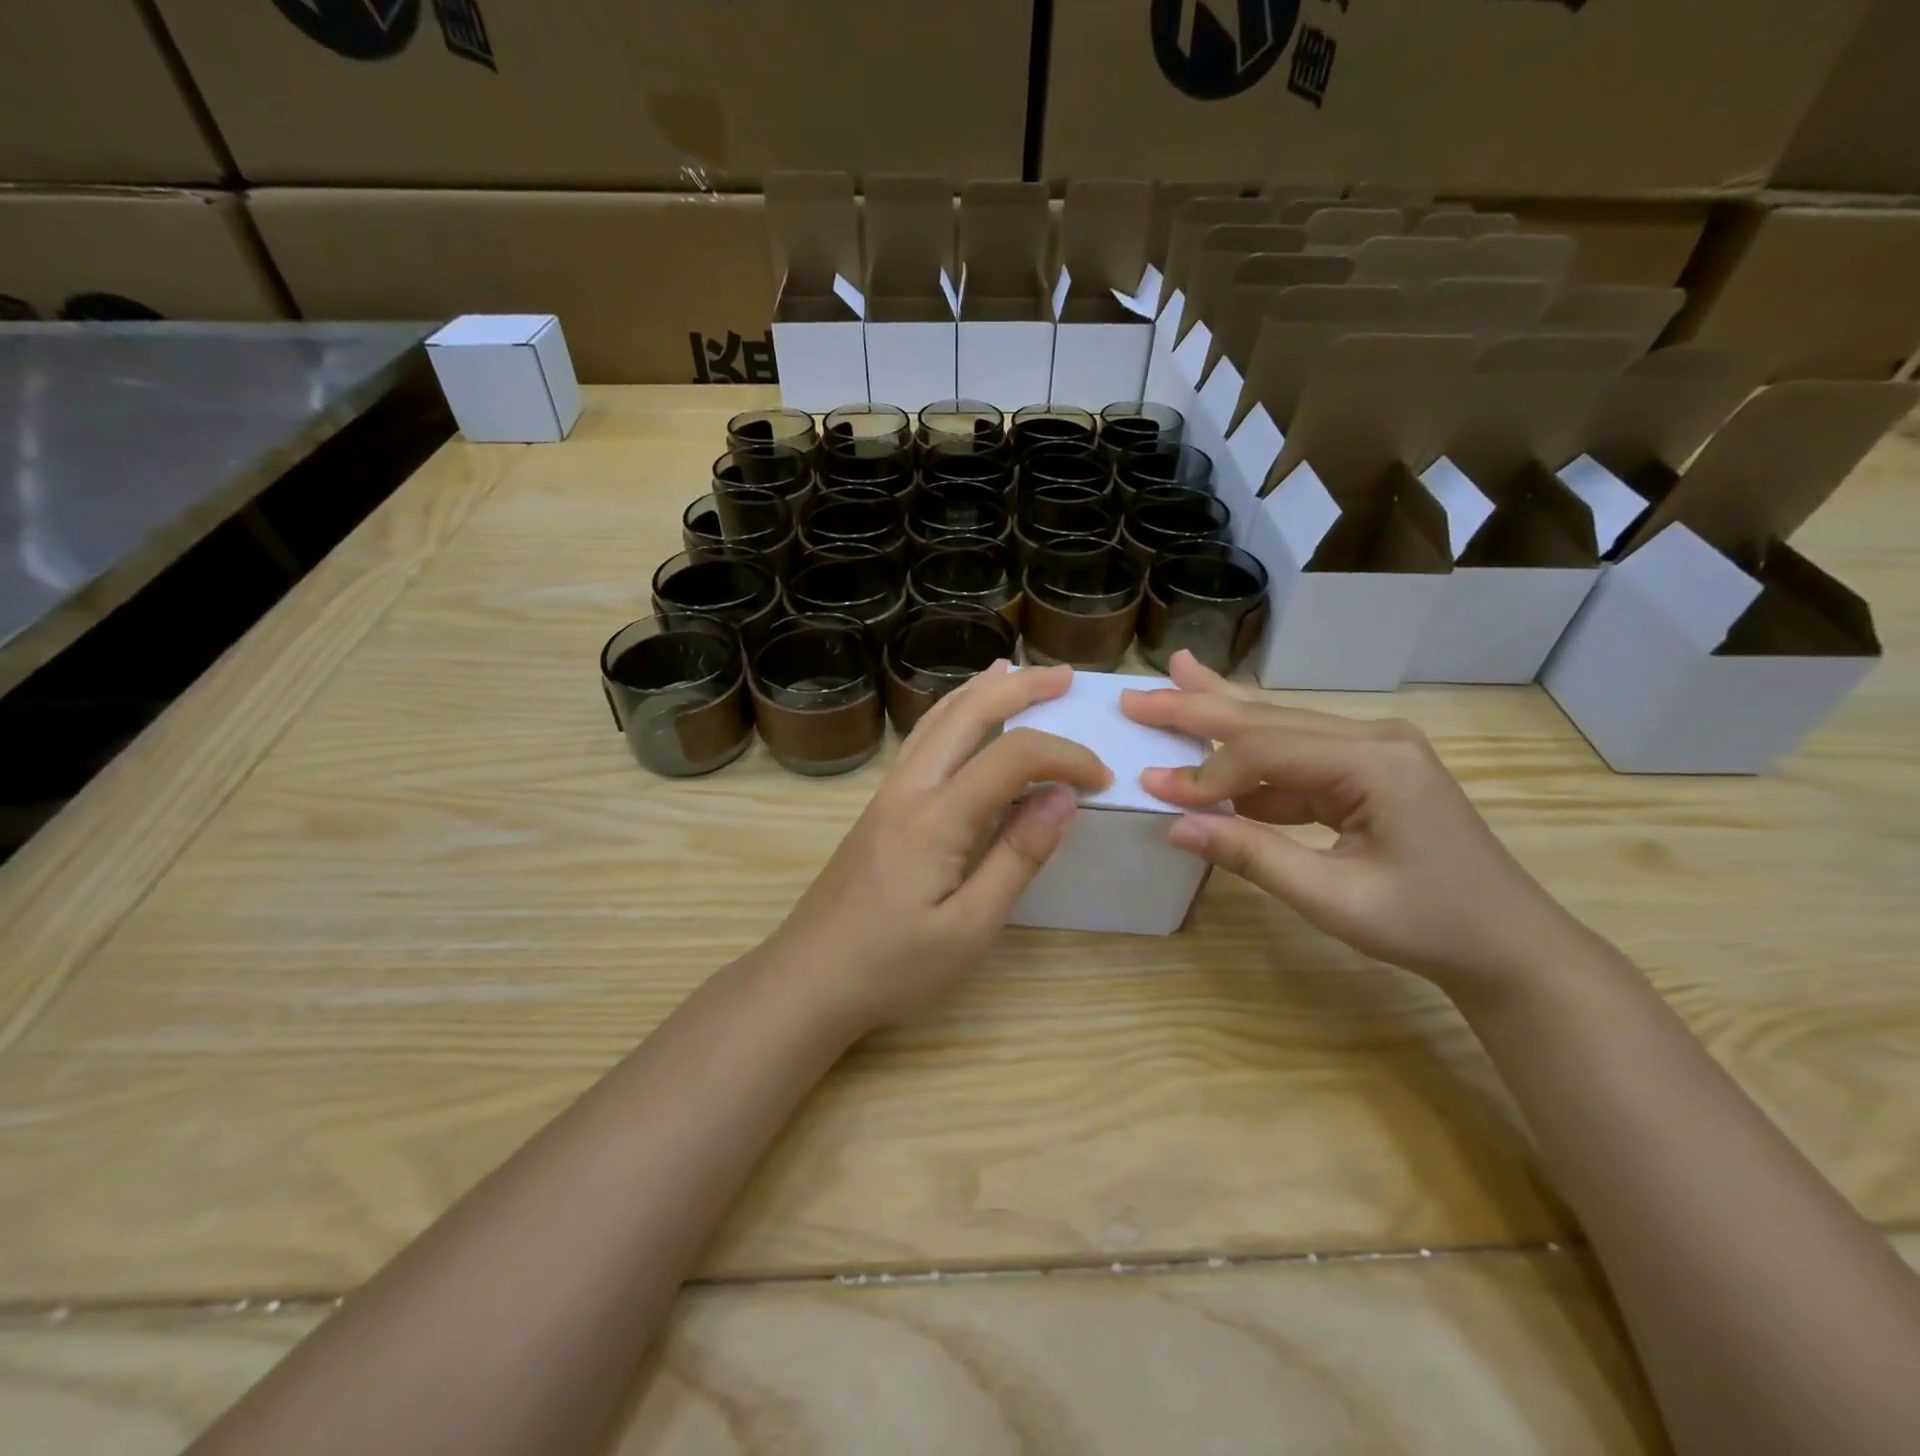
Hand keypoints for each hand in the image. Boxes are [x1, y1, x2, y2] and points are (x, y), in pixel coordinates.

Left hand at [768, 662, 1110, 1034]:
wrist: (807, 979)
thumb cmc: (891, 967)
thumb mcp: (969, 928)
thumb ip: (1017, 857)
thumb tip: (1062, 798)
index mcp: (936, 819)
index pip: (1012, 759)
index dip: (1064, 757)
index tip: (1102, 779)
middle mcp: (909, 790)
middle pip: (966, 714)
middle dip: (1020, 688)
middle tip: (1065, 676)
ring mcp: (888, 794)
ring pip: (936, 719)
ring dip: (981, 691)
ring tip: (1015, 673)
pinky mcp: (879, 808)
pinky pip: (922, 740)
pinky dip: (953, 714)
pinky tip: (963, 720)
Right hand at [1122, 652, 1592, 1002]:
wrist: (1509, 945)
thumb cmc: (1428, 925)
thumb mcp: (1333, 898)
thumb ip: (1251, 855)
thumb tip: (1174, 825)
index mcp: (1375, 760)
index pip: (1266, 751)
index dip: (1206, 773)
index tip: (1154, 789)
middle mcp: (1373, 738)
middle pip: (1267, 719)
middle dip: (1198, 707)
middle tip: (1137, 694)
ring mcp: (1373, 750)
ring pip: (1279, 728)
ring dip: (1220, 716)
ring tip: (1174, 683)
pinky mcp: (1368, 771)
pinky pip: (1296, 759)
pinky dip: (1250, 760)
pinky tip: (1215, 747)